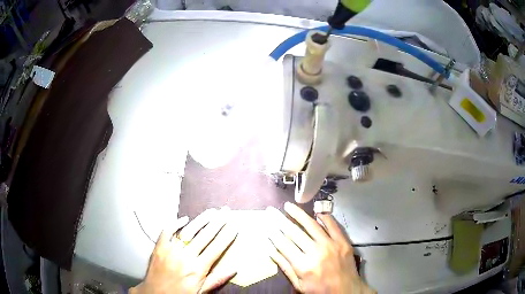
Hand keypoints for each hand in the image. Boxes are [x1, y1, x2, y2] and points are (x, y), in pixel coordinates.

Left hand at [130, 207, 237, 293]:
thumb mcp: (201, 292)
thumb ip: (216, 280)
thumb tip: (234, 269)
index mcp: (198, 269)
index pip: (216, 248)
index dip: (226, 235)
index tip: (234, 224)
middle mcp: (185, 257)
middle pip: (205, 236)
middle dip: (217, 222)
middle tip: (226, 211)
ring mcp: (171, 250)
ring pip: (188, 231)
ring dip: (201, 220)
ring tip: (211, 211)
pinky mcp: (159, 247)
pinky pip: (167, 232)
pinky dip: (175, 224)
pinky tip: (184, 219)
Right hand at [266, 202, 375, 293]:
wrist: (346, 291)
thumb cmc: (320, 290)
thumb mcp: (299, 285)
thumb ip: (286, 267)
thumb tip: (272, 251)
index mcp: (303, 265)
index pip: (283, 244)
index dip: (273, 233)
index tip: (266, 224)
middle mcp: (316, 252)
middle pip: (294, 232)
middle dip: (280, 220)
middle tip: (272, 211)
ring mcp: (331, 245)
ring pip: (311, 225)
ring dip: (298, 214)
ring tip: (289, 206)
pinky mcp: (343, 242)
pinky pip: (332, 225)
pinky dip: (324, 217)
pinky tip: (316, 212)